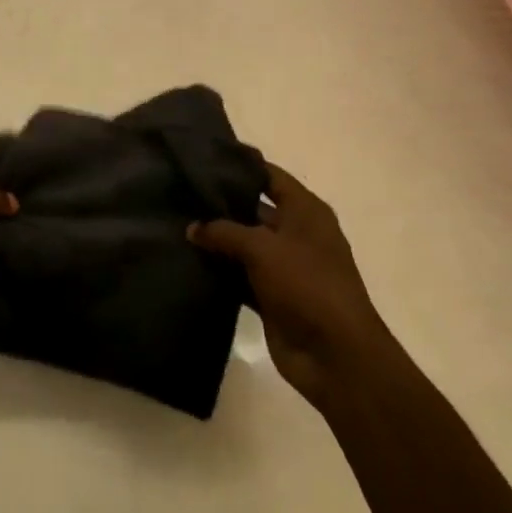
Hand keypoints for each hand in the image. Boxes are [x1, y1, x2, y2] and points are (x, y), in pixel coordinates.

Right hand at [188, 162, 384, 411]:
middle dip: (220, 204)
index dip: (240, 165)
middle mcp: (296, 234)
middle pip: (253, 209)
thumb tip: (192, 227)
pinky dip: (219, 271)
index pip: (270, 176)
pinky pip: (239, 276)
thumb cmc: (306, 284)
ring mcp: (284, 267)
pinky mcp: (272, 297)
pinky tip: (187, 261)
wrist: (336, 356)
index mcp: (306, 211)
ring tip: (175, 223)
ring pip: (243, 244)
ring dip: (216, 240)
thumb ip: (223, 231)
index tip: (203, 156)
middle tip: (180, 193)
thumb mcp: (262, 247)